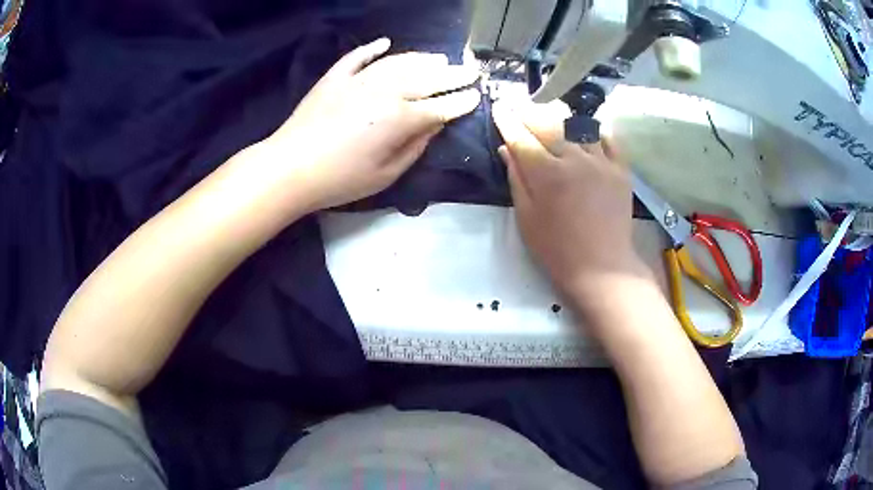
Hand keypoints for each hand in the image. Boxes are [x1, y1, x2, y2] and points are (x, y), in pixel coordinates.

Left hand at [263, 38, 479, 212]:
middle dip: (453, 75)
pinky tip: (385, 42)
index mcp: (401, 118)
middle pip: (427, 78)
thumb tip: (434, 125)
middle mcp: (386, 91)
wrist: (290, 167)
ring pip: (399, 62)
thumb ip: (415, 147)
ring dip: (422, 58)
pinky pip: (358, 56)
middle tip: (470, 70)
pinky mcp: (336, 77)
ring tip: (439, 58)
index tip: (477, 96)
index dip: (462, 102)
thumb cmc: (341, 179)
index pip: (441, 106)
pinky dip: (373, 48)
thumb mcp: (387, 174)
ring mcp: (359, 79)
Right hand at [492, 99, 644, 297]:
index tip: (500, 108)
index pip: (522, 137)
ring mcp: (601, 162)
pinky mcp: (620, 169)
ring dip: (561, 117)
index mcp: (547, 173)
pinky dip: (595, 129)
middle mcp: (574, 159)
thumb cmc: (557, 248)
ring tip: (553, 115)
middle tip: (522, 108)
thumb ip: (516, 179)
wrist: (602, 267)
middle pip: (549, 124)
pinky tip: (587, 130)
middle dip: (531, 112)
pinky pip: (608, 139)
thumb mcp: (527, 218)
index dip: (508, 120)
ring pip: (578, 126)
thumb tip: (507, 149)